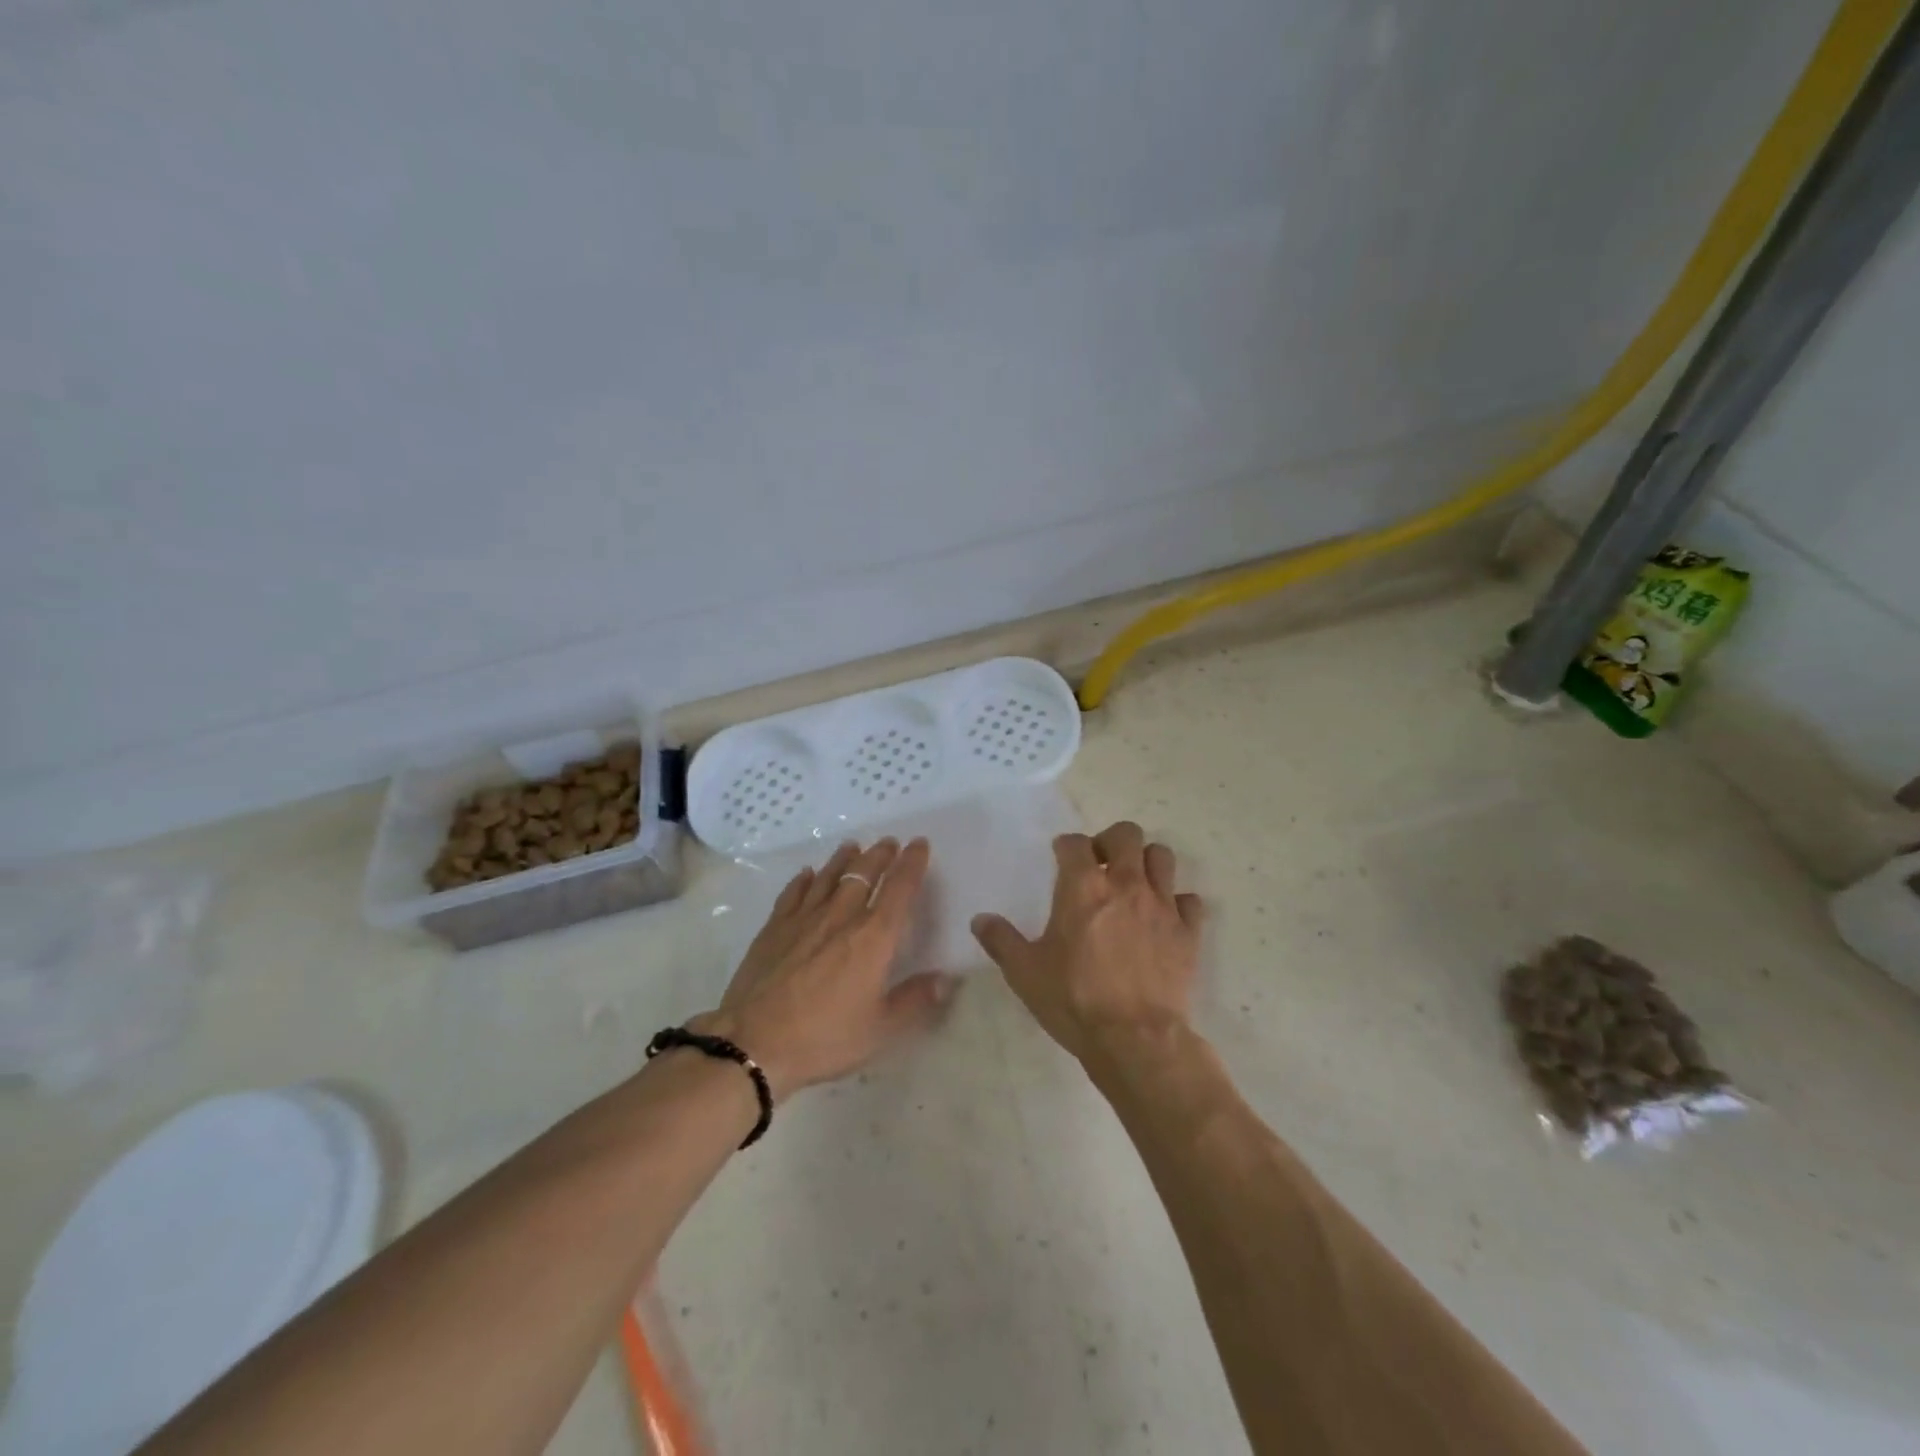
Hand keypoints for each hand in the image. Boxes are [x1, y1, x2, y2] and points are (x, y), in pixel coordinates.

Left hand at [697, 838, 955, 1101]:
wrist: (754, 1042)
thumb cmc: (824, 1037)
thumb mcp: (881, 1029)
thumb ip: (916, 1000)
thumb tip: (947, 979)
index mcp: (873, 937)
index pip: (899, 888)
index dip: (912, 863)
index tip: (920, 844)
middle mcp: (841, 916)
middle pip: (864, 873)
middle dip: (880, 855)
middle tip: (889, 842)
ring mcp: (804, 918)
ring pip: (829, 876)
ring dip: (844, 859)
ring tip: (853, 847)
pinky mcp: (774, 928)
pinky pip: (793, 892)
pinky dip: (804, 879)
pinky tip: (807, 874)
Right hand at [971, 821, 1203, 1066]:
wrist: (1135, 1038)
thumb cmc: (1074, 999)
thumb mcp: (1025, 973)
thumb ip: (1001, 941)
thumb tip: (980, 920)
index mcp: (1082, 887)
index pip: (1075, 843)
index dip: (1066, 845)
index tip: (1060, 856)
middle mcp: (1125, 884)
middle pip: (1126, 834)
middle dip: (1111, 841)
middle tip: (1100, 864)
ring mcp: (1161, 905)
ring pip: (1162, 857)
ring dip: (1146, 862)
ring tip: (1134, 883)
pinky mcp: (1188, 931)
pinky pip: (1189, 900)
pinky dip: (1177, 903)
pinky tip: (1163, 919)